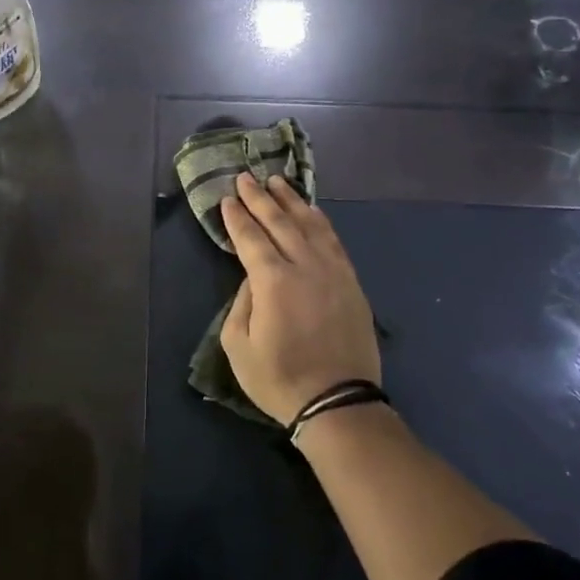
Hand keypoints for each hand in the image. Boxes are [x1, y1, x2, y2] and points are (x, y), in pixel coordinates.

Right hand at [219, 173, 380, 426]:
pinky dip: (320, 220)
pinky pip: (334, 240)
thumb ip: (240, 303)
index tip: (228, 197)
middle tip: (246, 177)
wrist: (339, 402)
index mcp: (273, 281)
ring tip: (277, 182)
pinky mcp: (351, 281)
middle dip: (260, 198)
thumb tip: (252, 277)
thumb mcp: (239, 346)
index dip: (238, 216)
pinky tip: (312, 211)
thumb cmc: (280, 379)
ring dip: (291, 200)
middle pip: (280, 221)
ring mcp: (333, 271)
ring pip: (310, 224)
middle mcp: (305, 266)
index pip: (251, 237)